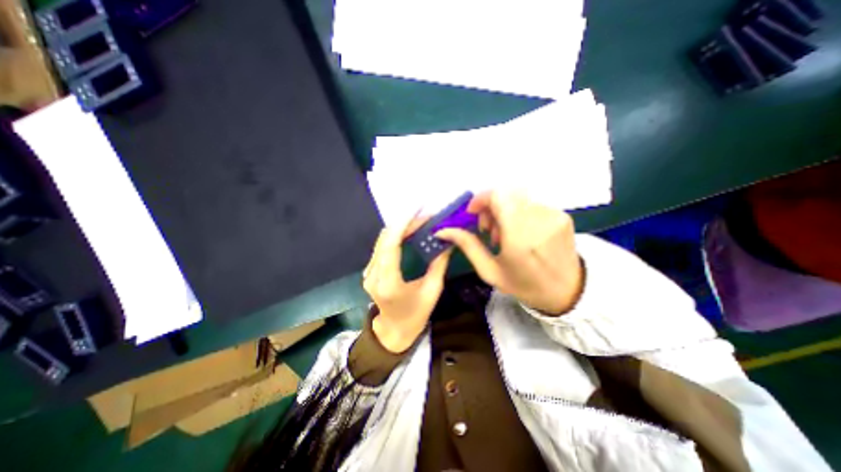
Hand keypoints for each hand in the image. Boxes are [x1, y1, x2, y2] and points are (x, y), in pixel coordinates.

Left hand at [361, 217, 454, 353]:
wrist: (394, 330)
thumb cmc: (415, 315)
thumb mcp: (432, 292)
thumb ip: (438, 265)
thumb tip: (447, 242)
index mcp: (389, 284)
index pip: (390, 247)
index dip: (402, 226)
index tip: (417, 211)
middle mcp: (373, 276)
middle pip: (385, 240)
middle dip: (404, 223)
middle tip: (424, 217)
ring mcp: (368, 273)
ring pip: (382, 241)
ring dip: (399, 228)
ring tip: (419, 221)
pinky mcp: (370, 271)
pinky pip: (381, 247)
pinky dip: (395, 236)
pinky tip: (408, 232)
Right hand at [437, 190, 582, 314]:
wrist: (568, 292)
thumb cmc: (524, 285)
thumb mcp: (490, 270)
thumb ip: (467, 245)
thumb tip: (443, 231)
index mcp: (520, 237)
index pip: (498, 196)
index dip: (481, 199)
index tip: (473, 214)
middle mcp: (539, 220)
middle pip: (506, 194)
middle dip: (490, 206)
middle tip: (487, 229)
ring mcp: (554, 215)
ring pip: (518, 198)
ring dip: (504, 210)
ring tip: (504, 234)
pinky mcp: (562, 215)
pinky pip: (532, 204)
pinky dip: (519, 213)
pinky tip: (520, 232)